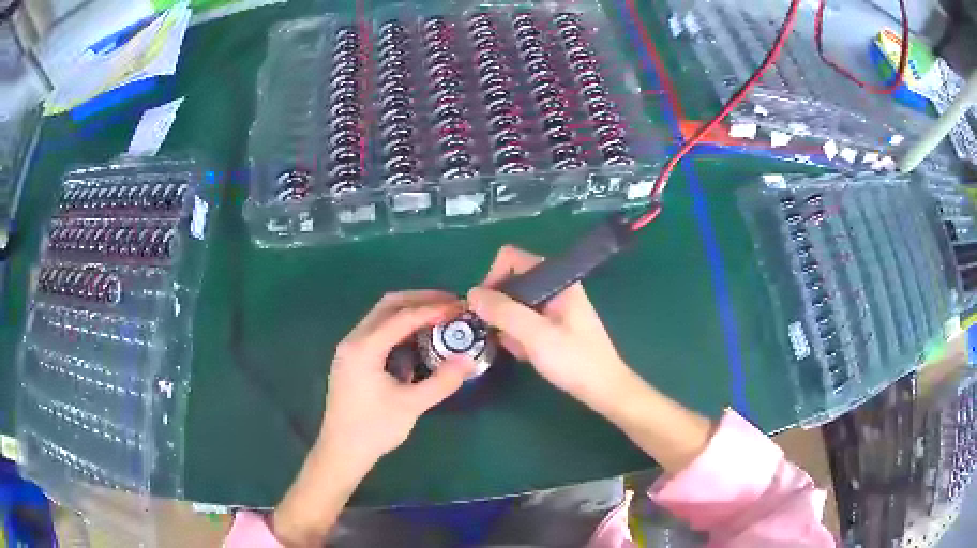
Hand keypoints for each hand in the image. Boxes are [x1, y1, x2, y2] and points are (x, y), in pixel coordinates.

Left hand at [318, 290, 473, 465]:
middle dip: (420, 300)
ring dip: (409, 312)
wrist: (341, 451)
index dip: (432, 309)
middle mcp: (353, 340)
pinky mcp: (351, 360)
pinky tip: (417, 339)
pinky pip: (377, 331)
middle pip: (388, 306)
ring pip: (381, 317)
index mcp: (364, 348)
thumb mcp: (411, 406)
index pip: (402, 317)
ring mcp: (349, 349)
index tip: (459, 307)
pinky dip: (399, 327)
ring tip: (438, 317)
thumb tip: (469, 360)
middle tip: (450, 304)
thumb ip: (441, 381)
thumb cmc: (374, 429)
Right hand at [467, 246, 634, 412]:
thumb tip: (472, 293)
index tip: (485, 307)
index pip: (513, 259)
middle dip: (497, 305)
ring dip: (506, 324)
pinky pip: (524, 322)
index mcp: (556, 280)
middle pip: (512, 282)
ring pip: (516, 305)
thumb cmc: (574, 360)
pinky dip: (517, 335)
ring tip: (514, 347)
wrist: (604, 390)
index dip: (493, 277)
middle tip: (495, 332)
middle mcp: (554, 288)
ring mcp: (554, 308)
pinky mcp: (553, 326)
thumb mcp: (536, 335)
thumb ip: (504, 312)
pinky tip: (523, 354)